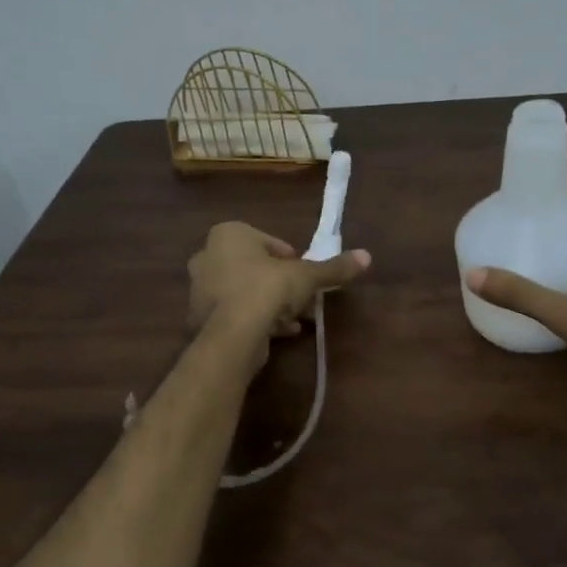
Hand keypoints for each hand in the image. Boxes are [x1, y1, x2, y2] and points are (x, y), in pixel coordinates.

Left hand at [188, 222, 370, 351]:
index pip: (268, 242)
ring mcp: (199, 288)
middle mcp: (208, 255)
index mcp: (228, 234)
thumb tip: (366, 256)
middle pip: (255, 268)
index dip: (291, 260)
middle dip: (280, 284)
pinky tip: (280, 332)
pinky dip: (256, 320)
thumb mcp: (306, 276)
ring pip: (245, 292)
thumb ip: (333, 267)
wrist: (233, 333)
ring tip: (296, 319)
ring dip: (270, 304)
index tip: (305, 276)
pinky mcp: (200, 317)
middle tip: (302, 299)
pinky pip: (235, 313)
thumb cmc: (267, 289)